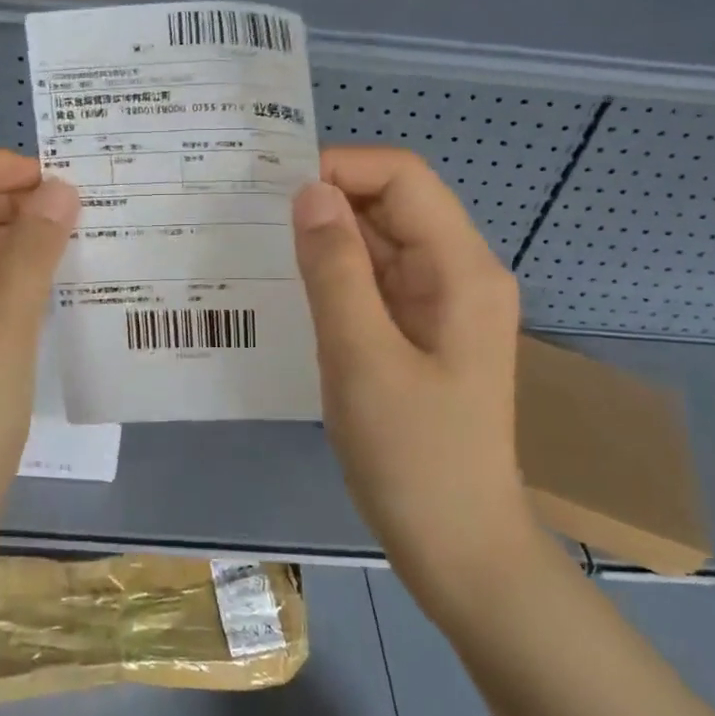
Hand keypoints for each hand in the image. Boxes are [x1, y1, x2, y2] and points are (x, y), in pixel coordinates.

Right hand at [292, 147, 530, 592]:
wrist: (458, 547)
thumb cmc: (414, 457)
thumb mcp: (361, 358)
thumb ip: (335, 269)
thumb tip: (307, 191)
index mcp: (460, 268)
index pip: (403, 177)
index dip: (341, 168)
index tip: (276, 194)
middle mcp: (457, 271)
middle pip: (391, 202)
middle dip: (326, 200)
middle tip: (253, 218)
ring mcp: (439, 302)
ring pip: (378, 240)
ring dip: (325, 238)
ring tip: (260, 248)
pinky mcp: (419, 329)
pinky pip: (373, 279)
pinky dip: (334, 273)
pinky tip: (291, 287)